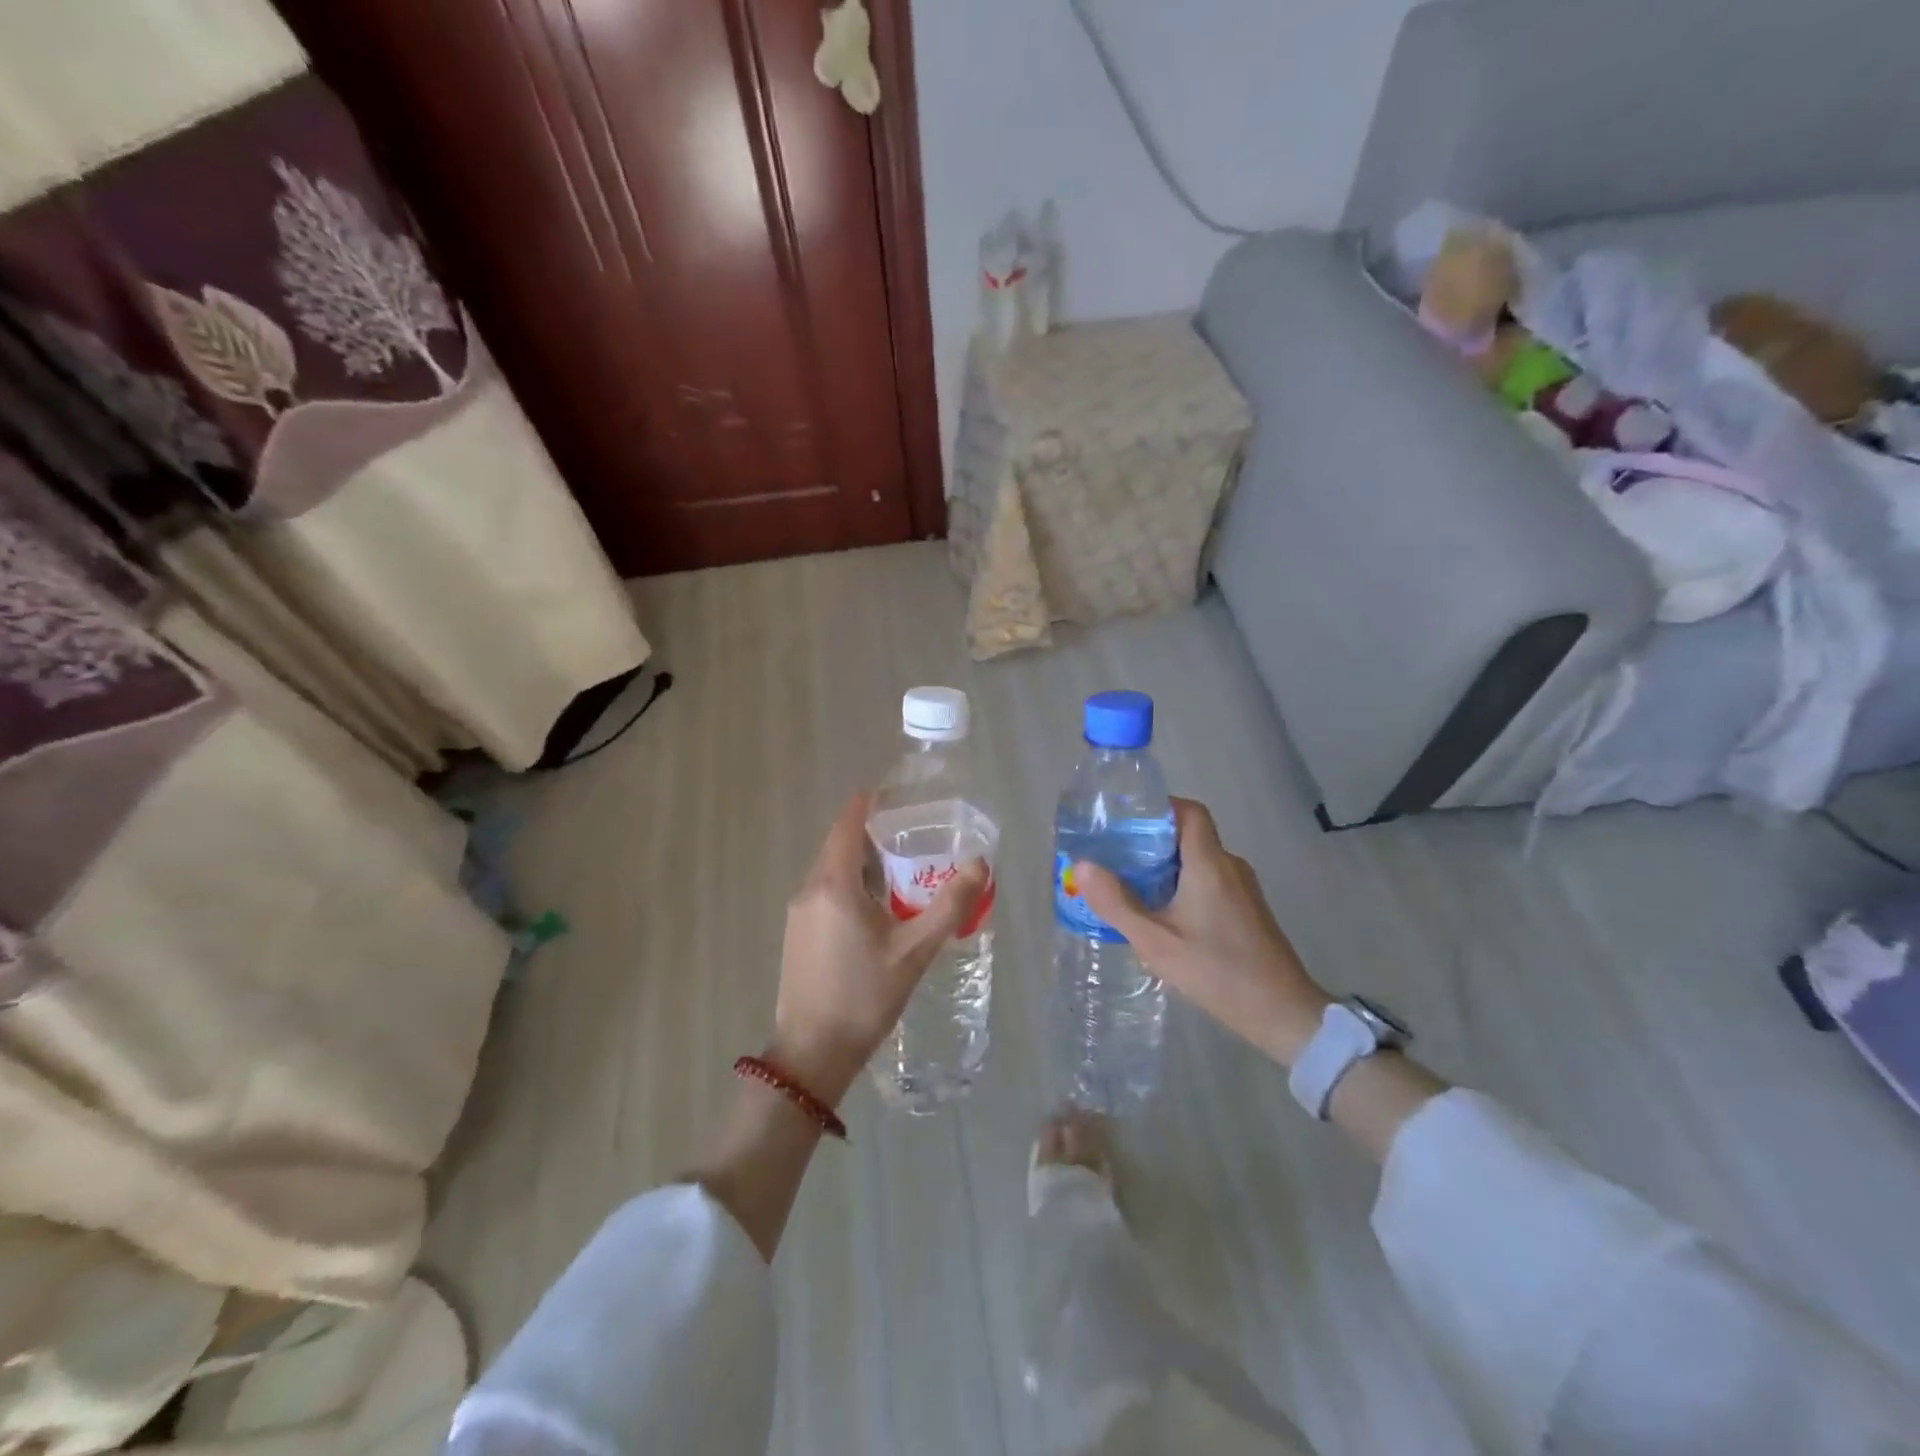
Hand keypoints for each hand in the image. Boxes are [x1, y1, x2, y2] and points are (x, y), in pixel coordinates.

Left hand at [771, 792, 988, 1104]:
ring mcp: (798, 913)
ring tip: (902, 868)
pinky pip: (825, 892)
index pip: (847, 823)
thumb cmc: (865, 996)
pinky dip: (850, 885)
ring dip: (862, 862)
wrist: (813, 1053)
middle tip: (913, 834)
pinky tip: (877, 907)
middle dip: (872, 834)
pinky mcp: (797, 933)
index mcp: (834, 884)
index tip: (897, 795)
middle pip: (839, 845)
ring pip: (831, 871)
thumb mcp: (915, 950)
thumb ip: (950, 905)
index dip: (869, 804)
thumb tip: (980, 865)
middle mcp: (809, 889)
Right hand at [1074, 798, 1330, 1066]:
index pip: (1189, 811)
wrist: (1283, 1013)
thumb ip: (1117, 903)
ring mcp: (1243, 889)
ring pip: (1199, 860)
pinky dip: (1183, 885)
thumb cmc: (1217, 972)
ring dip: (1166, 866)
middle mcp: (1230, 866)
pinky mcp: (1248, 910)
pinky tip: (1162, 914)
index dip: (1159, 807)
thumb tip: (1081, 865)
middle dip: (1152, 841)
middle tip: (1115, 856)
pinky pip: (1210, 881)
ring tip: (1130, 885)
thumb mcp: (1156, 942)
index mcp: (1209, 863)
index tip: (1126, 820)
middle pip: (1190, 835)